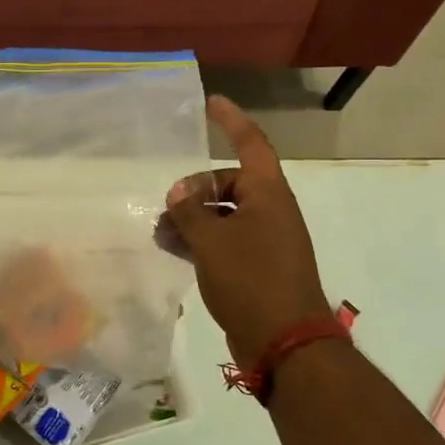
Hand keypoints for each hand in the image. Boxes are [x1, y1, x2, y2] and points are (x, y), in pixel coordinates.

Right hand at [162, 96, 331, 365]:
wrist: (285, 341)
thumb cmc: (251, 279)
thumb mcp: (212, 241)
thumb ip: (190, 212)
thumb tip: (178, 192)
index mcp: (269, 194)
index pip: (251, 144)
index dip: (232, 121)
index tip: (212, 103)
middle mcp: (270, 211)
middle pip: (230, 183)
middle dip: (196, 189)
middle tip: (167, 205)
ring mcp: (265, 240)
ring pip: (224, 214)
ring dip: (192, 218)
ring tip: (159, 231)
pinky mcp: (257, 266)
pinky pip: (224, 240)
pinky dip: (200, 240)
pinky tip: (172, 248)